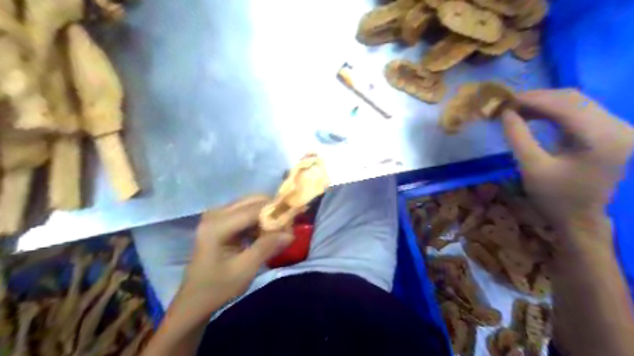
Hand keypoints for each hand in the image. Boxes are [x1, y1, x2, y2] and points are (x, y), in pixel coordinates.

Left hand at [177, 195, 293, 314]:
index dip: (276, 212)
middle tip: (287, 226)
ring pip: (250, 205)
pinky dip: (258, 221)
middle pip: (251, 202)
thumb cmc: (217, 288)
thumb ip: (267, 247)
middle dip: (272, 211)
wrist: (194, 301)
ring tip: (279, 231)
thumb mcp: (245, 269)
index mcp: (217, 225)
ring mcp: (216, 216)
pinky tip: (266, 234)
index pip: (253, 209)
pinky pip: (245, 214)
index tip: (293, 222)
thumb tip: (290, 233)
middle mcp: (215, 214)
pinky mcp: (220, 222)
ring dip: (266, 216)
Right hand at [503, 90, 630, 240]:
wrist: (581, 219)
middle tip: (509, 104)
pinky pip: (580, 112)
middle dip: (538, 98)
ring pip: (577, 102)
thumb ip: (518, 137)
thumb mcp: (531, 168)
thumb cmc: (555, 198)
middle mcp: (618, 127)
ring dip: (545, 103)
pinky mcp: (610, 133)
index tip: (505, 100)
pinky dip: (554, 111)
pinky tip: (534, 115)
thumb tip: (505, 112)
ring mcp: (617, 129)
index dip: (533, 99)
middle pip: (574, 99)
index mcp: (603, 138)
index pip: (566, 105)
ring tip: (517, 109)